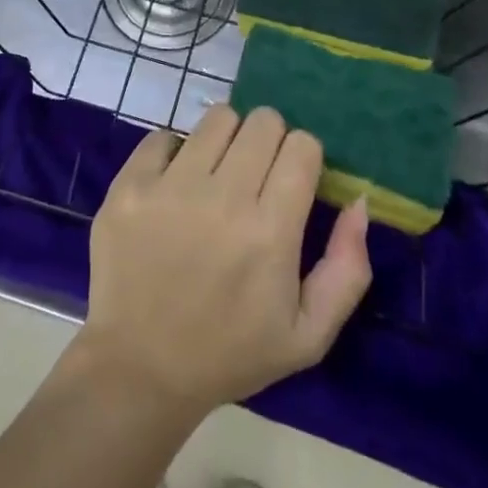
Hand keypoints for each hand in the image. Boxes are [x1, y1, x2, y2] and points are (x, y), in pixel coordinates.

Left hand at [76, 105, 370, 417]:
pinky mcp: (129, 184)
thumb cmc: (230, 353)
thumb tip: (358, 200)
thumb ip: (347, 269)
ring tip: (216, 174)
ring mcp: (170, 187)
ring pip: (217, 118)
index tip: (292, 180)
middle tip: (256, 175)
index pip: (302, 145)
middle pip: (263, 121)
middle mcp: (222, 198)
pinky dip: (174, 153)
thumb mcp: (308, 335)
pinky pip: (163, 136)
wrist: (139, 369)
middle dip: (269, 140)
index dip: (303, 157)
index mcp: (269, 232)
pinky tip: (173, 186)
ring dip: (226, 139)